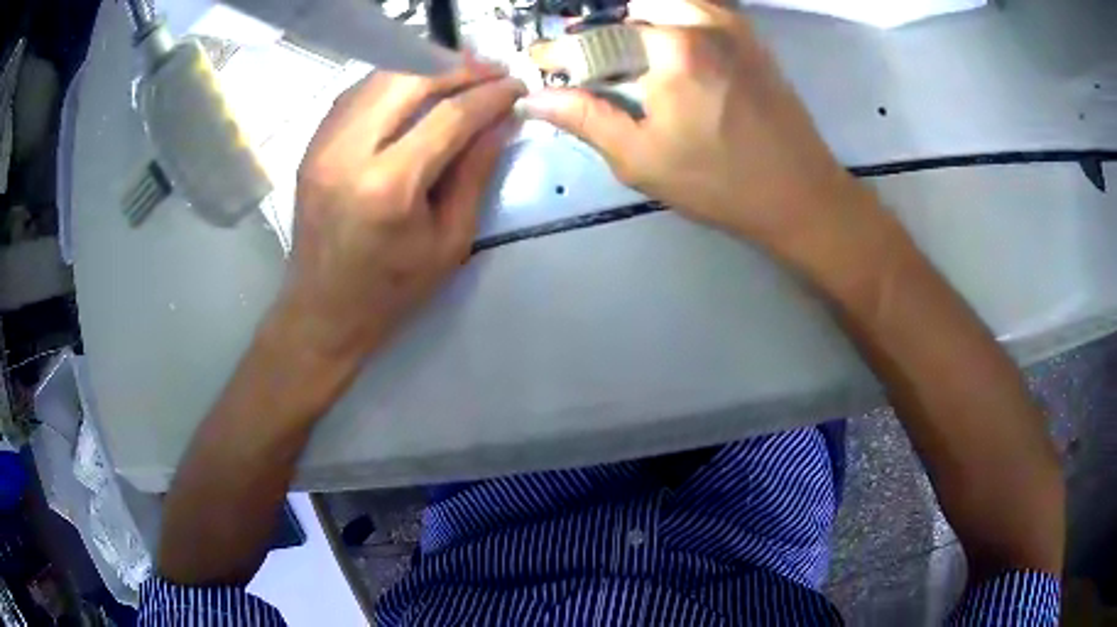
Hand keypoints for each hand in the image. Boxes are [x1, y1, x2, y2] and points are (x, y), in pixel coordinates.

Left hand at [278, 61, 525, 361]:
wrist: (323, 310)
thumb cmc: (392, 289)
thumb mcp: (450, 240)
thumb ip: (476, 172)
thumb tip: (503, 120)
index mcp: (389, 186)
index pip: (449, 115)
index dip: (490, 94)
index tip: (518, 86)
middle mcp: (349, 152)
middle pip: (410, 78)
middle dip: (458, 67)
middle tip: (492, 70)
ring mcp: (323, 144)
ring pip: (380, 76)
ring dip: (425, 67)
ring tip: (461, 73)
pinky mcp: (312, 144)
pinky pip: (358, 92)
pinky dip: (393, 81)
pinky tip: (417, 87)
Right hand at [524, 0, 875, 256]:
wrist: (801, 194)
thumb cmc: (720, 184)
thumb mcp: (642, 159)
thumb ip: (586, 118)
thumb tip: (535, 98)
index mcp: (673, 49)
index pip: (598, 38)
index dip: (562, 53)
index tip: (542, 64)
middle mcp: (703, 23)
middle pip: (633, 12)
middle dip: (607, 38)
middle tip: (601, 72)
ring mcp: (733, 26)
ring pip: (668, 4)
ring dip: (643, 25)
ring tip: (640, 63)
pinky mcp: (752, 38)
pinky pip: (701, 11)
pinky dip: (677, 22)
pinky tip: (677, 57)